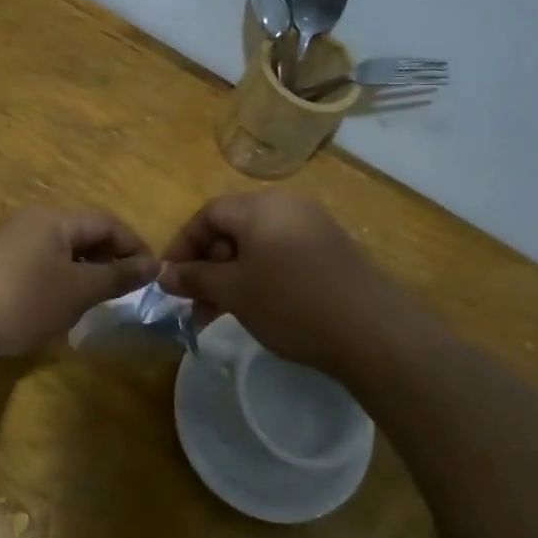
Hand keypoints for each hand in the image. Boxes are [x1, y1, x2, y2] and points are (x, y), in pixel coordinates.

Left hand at [0, 207, 157, 358]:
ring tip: (96, 303)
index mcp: (54, 219)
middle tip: (126, 292)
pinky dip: (58, 282)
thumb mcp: (77, 291)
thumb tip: (153, 265)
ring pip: (60, 252)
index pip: (107, 222)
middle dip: (108, 260)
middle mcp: (31, 222)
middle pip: (82, 234)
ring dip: (83, 273)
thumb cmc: (22, 300)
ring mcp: (9, 243)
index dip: (134, 246)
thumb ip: (116, 277)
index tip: (152, 276)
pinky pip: (38, 266)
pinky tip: (58, 309)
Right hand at [159, 190, 398, 374]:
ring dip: (230, 277)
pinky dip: (258, 278)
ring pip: (255, 247)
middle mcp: (287, 207)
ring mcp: (312, 228)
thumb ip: (195, 278)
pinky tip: (254, 309)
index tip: (169, 280)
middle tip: (193, 302)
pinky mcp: (330, 252)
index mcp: (260, 206)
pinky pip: (280, 256)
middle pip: (232, 228)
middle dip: (206, 265)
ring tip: (215, 315)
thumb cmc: (291, 302)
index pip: (207, 214)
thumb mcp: (234, 291)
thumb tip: (164, 274)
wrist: (372, 331)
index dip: (182, 245)